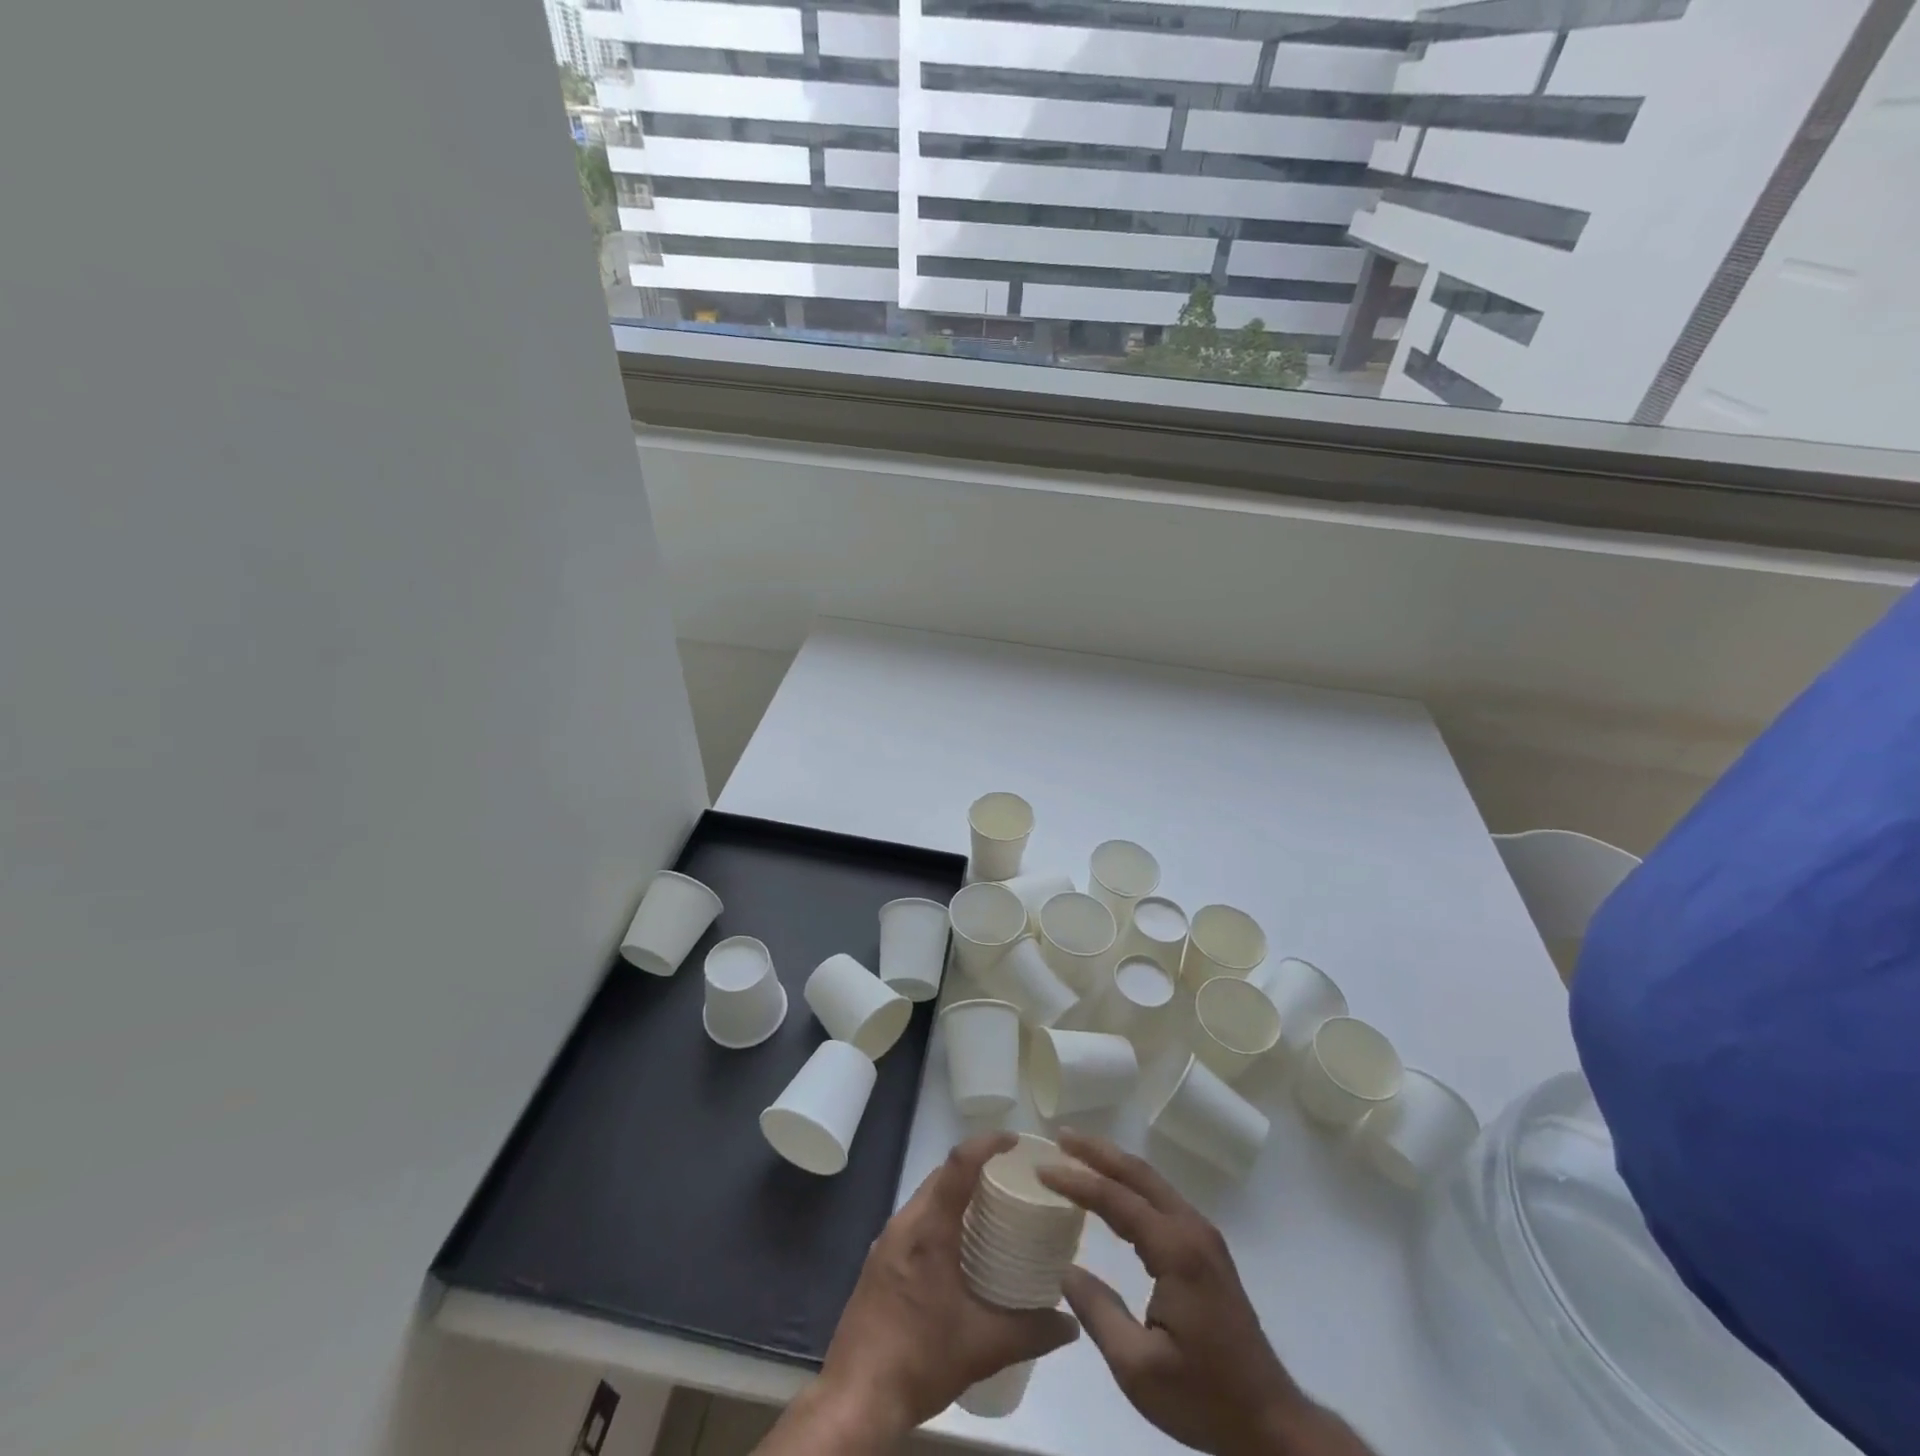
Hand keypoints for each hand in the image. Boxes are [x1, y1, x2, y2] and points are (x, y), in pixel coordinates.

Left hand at [810, 1132, 1080, 1441]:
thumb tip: (1070, 1322)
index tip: (1015, 1141)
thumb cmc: (918, 1360)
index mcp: (928, 1229)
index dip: (986, 1143)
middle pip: (942, 1175)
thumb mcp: (982, 1347)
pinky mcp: (879, 1261)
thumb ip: (1031, 1331)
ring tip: (991, 1210)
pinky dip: (941, 1216)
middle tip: (1011, 1179)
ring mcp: (886, 1241)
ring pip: (927, 1197)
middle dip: (976, 1166)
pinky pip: (915, 1220)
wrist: (854, 1398)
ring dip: (956, 1193)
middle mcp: (904, 1224)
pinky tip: (959, 1248)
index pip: (958, 1164)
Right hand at [1038, 1131, 1372, 1455]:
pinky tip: (1113, 1191)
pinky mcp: (1206, 1249)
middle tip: (1060, 1137)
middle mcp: (1191, 1229)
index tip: (1042, 1168)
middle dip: (1097, 1151)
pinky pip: (1161, 1199)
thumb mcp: (1138, 1369)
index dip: (1077, 1181)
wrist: (1270, 1421)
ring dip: (1114, 1163)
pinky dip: (1131, 1184)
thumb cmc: (1204, 1398)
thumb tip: (1065, 1270)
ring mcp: (1203, 1236)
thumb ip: (1098, 1312)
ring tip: (1078, 1153)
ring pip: (1152, 1182)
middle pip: (1138, 1174)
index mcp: (1176, 1251)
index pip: (1117, 1199)